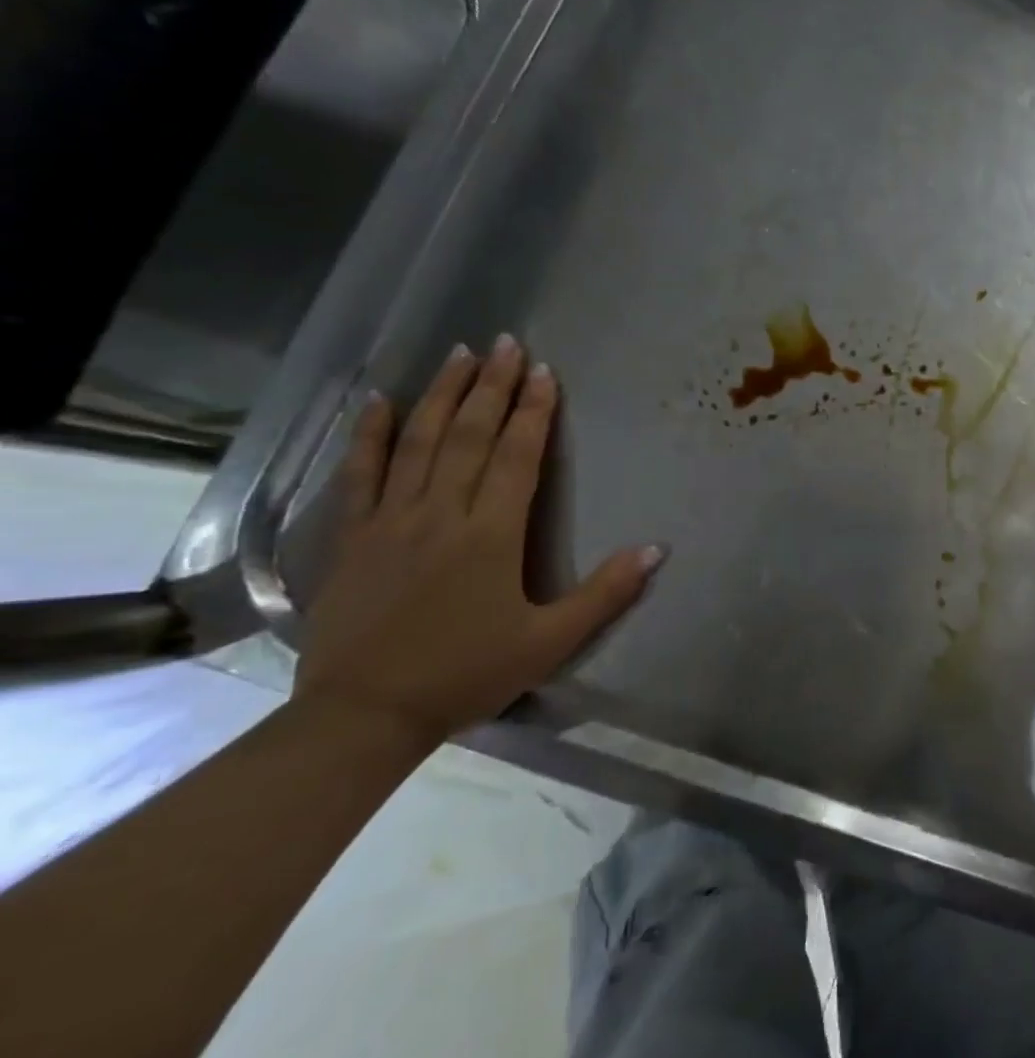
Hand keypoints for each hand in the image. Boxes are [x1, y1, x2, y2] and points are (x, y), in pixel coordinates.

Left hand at [296, 337, 665, 748]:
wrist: (363, 715)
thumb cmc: (467, 674)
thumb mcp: (551, 642)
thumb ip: (606, 593)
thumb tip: (658, 549)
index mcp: (492, 535)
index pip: (517, 457)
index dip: (534, 412)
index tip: (544, 372)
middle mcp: (441, 514)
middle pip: (470, 436)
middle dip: (493, 386)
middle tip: (508, 343)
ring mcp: (390, 521)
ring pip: (418, 442)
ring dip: (442, 394)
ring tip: (461, 354)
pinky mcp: (353, 537)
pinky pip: (360, 474)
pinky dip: (368, 434)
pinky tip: (377, 401)